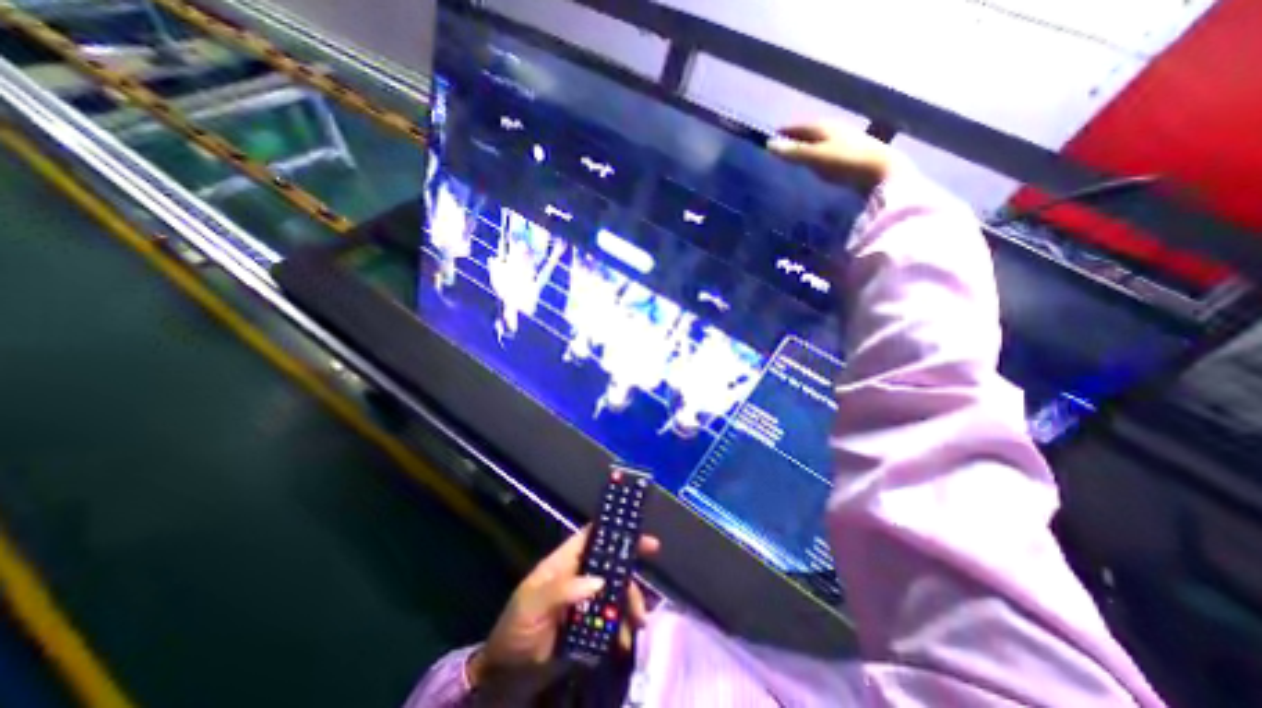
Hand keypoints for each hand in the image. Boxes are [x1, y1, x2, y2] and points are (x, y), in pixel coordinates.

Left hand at [463, 529, 660, 693]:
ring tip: (638, 622)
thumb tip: (600, 581)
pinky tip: (624, 642)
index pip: (590, 537)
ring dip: (630, 603)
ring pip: (615, 591)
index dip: (612, 528)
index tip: (636, 529)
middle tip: (651, 567)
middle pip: (609, 563)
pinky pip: (612, 620)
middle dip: (631, 567)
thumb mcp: (531, 606)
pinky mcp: (589, 626)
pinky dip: (622, 628)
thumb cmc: (514, 630)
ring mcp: (584, 601)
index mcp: (563, 563)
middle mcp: (578, 576)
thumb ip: (561, 590)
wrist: (504, 677)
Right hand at [763, 122, 900, 189]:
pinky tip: (817, 164)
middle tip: (782, 148)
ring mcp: (846, 140)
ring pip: (821, 140)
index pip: (798, 126)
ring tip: (797, 156)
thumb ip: (792, 152)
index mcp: (823, 126)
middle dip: (796, 138)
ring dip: (808, 146)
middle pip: (810, 132)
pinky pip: (829, 150)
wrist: (881, 171)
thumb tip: (769, 145)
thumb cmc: (844, 162)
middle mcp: (835, 128)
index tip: (770, 138)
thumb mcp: (814, 157)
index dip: (784, 132)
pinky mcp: (854, 153)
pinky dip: (819, 154)